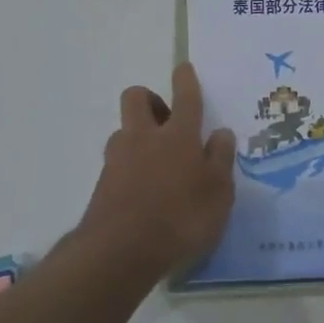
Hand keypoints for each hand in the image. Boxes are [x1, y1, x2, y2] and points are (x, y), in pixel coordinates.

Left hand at [78, 63, 236, 281]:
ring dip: (137, 136)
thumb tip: (221, 133)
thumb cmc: (180, 219)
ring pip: (124, 131)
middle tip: (166, 120)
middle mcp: (145, 138)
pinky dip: (129, 168)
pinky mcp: (102, 185)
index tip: (183, 68)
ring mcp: (118, 160)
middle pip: (137, 98)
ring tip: (155, 163)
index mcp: (178, 136)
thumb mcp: (218, 194)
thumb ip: (221, 160)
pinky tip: (142, 192)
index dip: (185, 80)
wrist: (119, 254)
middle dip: (150, 99)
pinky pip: (117, 163)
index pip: (185, 97)